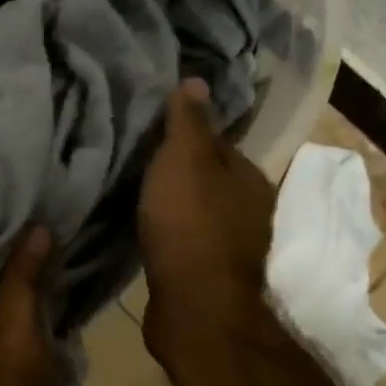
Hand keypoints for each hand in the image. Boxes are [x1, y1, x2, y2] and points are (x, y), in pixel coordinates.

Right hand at [137, 78, 283, 372]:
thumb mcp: (184, 160)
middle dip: (179, 169)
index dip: (187, 134)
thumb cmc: (190, 224)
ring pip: (198, 209)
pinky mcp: (208, 273)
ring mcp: (231, 245)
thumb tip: (196, 78)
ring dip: (174, 201)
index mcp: (249, 177)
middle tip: (138, 159)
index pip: (218, 142)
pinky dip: (170, 230)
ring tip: (136, 192)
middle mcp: (248, 208)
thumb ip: (188, 121)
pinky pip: (186, 238)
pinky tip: (146, 229)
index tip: (152, 130)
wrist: (195, 307)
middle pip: (210, 177)